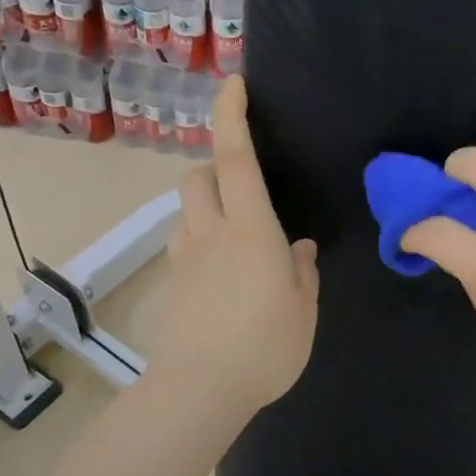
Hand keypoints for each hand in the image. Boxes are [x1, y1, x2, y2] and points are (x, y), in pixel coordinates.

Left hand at [151, 77, 318, 418]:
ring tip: (235, 236)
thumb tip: (299, 249)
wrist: (200, 390)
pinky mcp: (172, 286)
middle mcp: (211, 234)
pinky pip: (183, 246)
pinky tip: (221, 275)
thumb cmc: (264, 347)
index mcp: (251, 231)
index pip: (236, 160)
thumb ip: (303, 273)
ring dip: (205, 206)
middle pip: (197, 177)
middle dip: (214, 168)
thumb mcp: (303, 310)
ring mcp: (185, 259)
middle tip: (243, 189)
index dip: (233, 117)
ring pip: (185, 211)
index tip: (234, 85)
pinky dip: (200, 242)